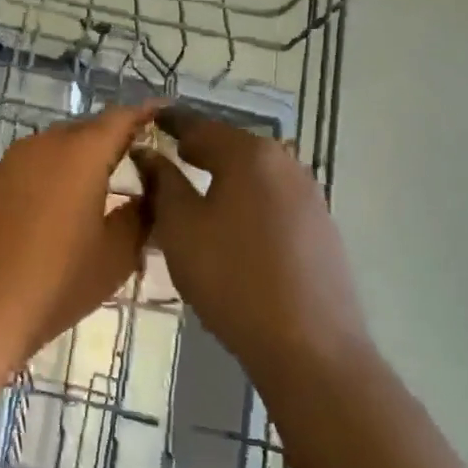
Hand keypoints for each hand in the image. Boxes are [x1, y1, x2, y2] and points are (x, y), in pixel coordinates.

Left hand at [0, 104, 156, 361]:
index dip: (145, 114)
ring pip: (56, 146)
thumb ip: (139, 215)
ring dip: (81, 156)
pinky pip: (33, 165)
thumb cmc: (57, 280)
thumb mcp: (115, 254)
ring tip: (104, 181)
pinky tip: (62, 201)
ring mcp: (11, 161)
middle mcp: (44, 144)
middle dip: (113, 137)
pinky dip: (54, 173)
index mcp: (81, 152)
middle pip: (87, 129)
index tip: (163, 113)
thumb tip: (147, 195)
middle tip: (139, 157)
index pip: (121, 118)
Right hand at [132, 108, 365, 375]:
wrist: (308, 345)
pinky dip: (245, 199)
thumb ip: (162, 183)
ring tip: (195, 191)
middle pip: (231, 146)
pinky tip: (231, 223)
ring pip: (254, 174)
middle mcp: (285, 163)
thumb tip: (148, 154)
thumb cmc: (231, 277)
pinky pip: (272, 199)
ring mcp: (309, 195)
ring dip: (223, 176)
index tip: (147, 121)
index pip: (199, 125)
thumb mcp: (180, 228)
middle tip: (167, 157)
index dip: (169, 123)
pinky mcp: (321, 227)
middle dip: (198, 149)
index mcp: (249, 154)